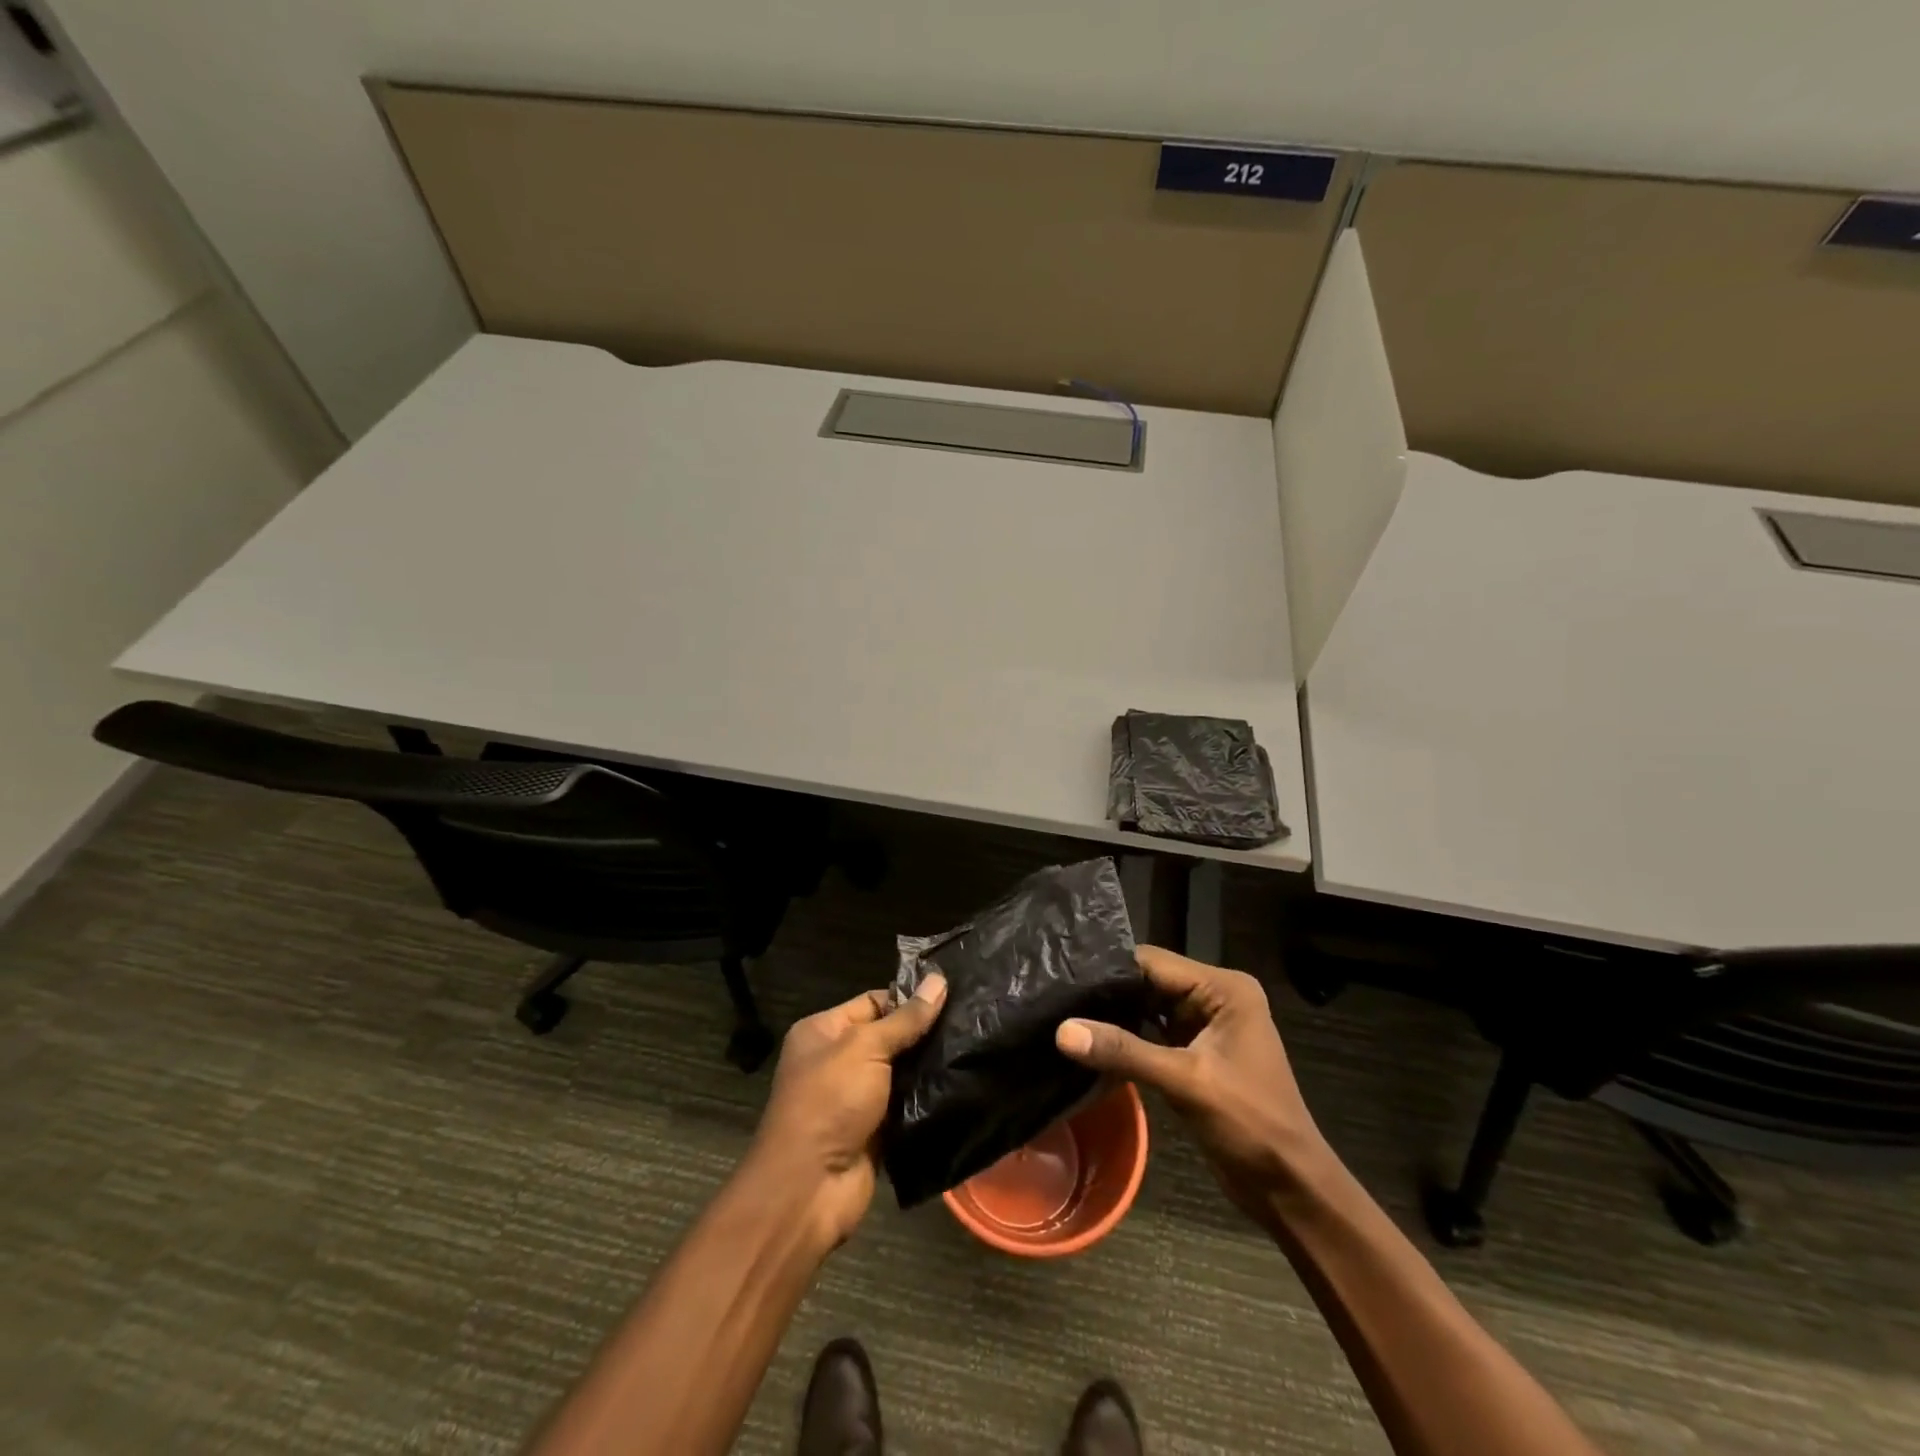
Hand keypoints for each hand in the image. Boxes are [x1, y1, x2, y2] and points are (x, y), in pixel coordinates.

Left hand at [750, 973, 946, 1245]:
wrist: (808, 1189)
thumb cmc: (829, 1102)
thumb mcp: (866, 1048)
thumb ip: (905, 1019)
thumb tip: (938, 980)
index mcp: (823, 1031)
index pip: (873, 1001)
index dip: (908, 999)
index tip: (951, 996)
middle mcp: (836, 1060)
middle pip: (889, 1037)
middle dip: (923, 1034)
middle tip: (970, 1023)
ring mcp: (855, 1098)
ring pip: (900, 1073)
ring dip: (928, 1068)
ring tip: (971, 1051)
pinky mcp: (873, 1131)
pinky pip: (905, 1106)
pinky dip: (926, 1101)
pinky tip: (960, 1086)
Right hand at [1055, 946, 1326, 1212]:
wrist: (1290, 1189)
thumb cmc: (1250, 1126)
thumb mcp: (1185, 1083)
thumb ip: (1123, 1051)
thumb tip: (1062, 1030)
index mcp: (1224, 988)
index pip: (1154, 962)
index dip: (1109, 970)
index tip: (1062, 976)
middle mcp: (1215, 996)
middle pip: (1149, 981)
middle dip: (1108, 993)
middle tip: (1056, 996)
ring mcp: (1206, 1024)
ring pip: (1147, 1007)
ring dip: (1114, 1015)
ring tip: (1063, 1013)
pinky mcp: (1195, 1051)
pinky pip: (1152, 1033)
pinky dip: (1126, 1038)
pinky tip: (1089, 1041)